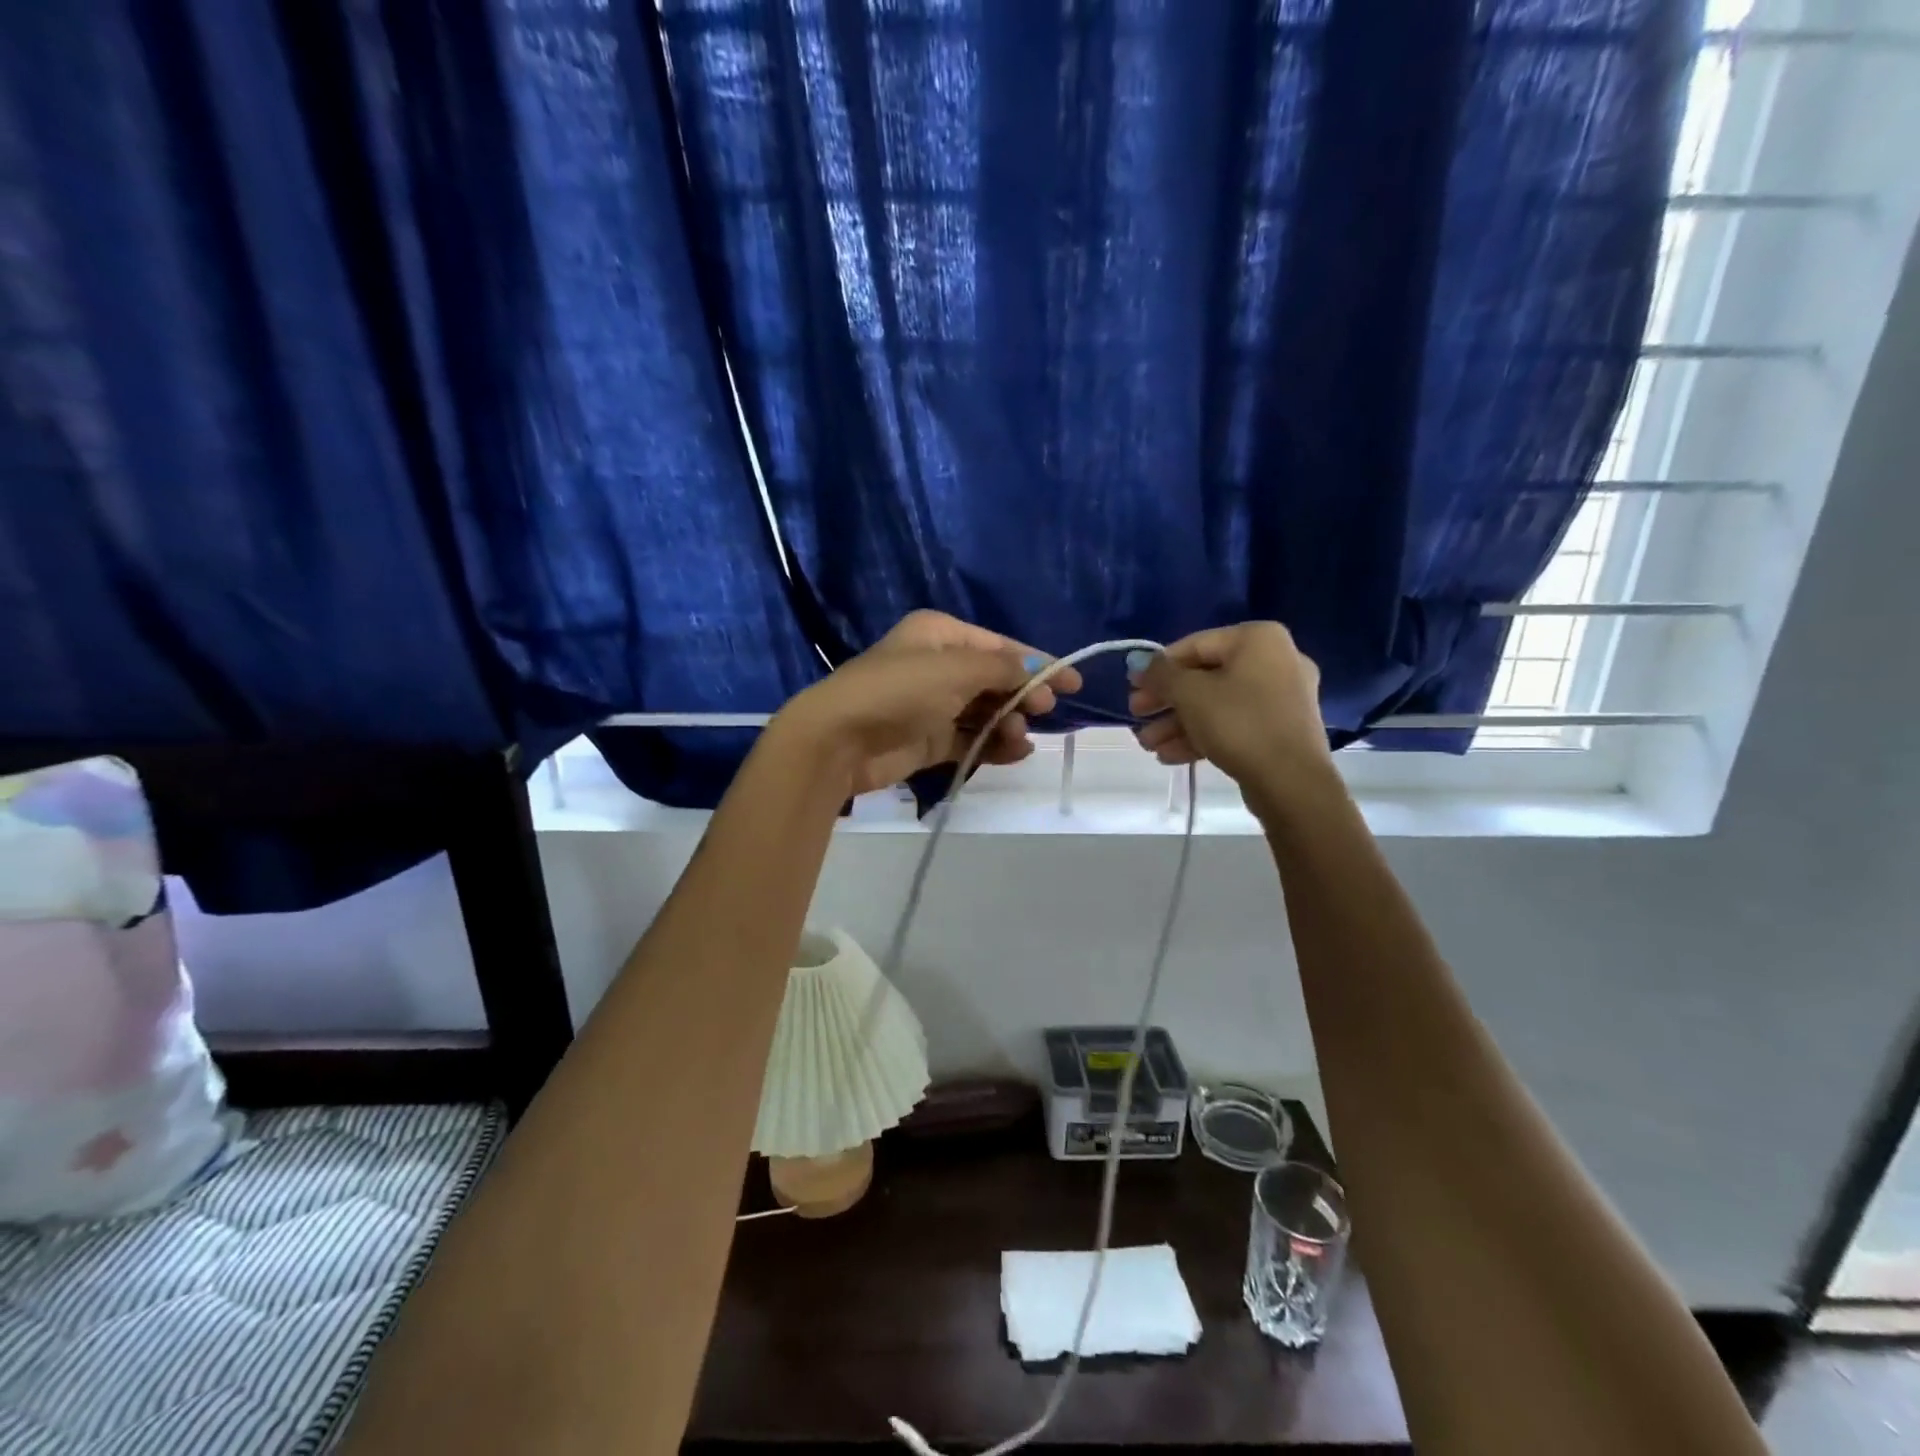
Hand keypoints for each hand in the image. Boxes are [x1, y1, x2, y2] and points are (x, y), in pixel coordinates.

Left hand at [777, 611, 1083, 797]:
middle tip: (1045, 711)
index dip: (1038, 662)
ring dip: (1008, 722)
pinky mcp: (927, 739)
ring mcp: (931, 704)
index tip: (1074, 684)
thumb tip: (1036, 669)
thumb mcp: (957, 670)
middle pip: (994, 678)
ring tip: (1019, 736)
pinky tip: (1015, 752)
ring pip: (984, 710)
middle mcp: (937, 664)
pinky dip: (993, 744)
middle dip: (1022, 694)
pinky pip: (970, 738)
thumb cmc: (900, 691)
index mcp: (940, 634)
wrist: (840, 740)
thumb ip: (1002, 668)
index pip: (1000, 645)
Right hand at [1128, 623, 1333, 812]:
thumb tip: (1140, 664)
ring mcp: (1281, 698)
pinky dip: (1202, 735)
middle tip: (1137, 716)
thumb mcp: (1189, 693)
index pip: (1194, 645)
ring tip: (1148, 745)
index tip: (1131, 687)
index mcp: (1258, 639)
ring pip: (1217, 705)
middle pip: (1205, 677)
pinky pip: (1233, 724)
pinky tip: (1170, 756)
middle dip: (1166, 701)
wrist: (1291, 782)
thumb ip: (1160, 674)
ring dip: (1177, 723)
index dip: (1157, 667)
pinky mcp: (1280, 730)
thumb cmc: (1238, 723)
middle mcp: (1275, 660)